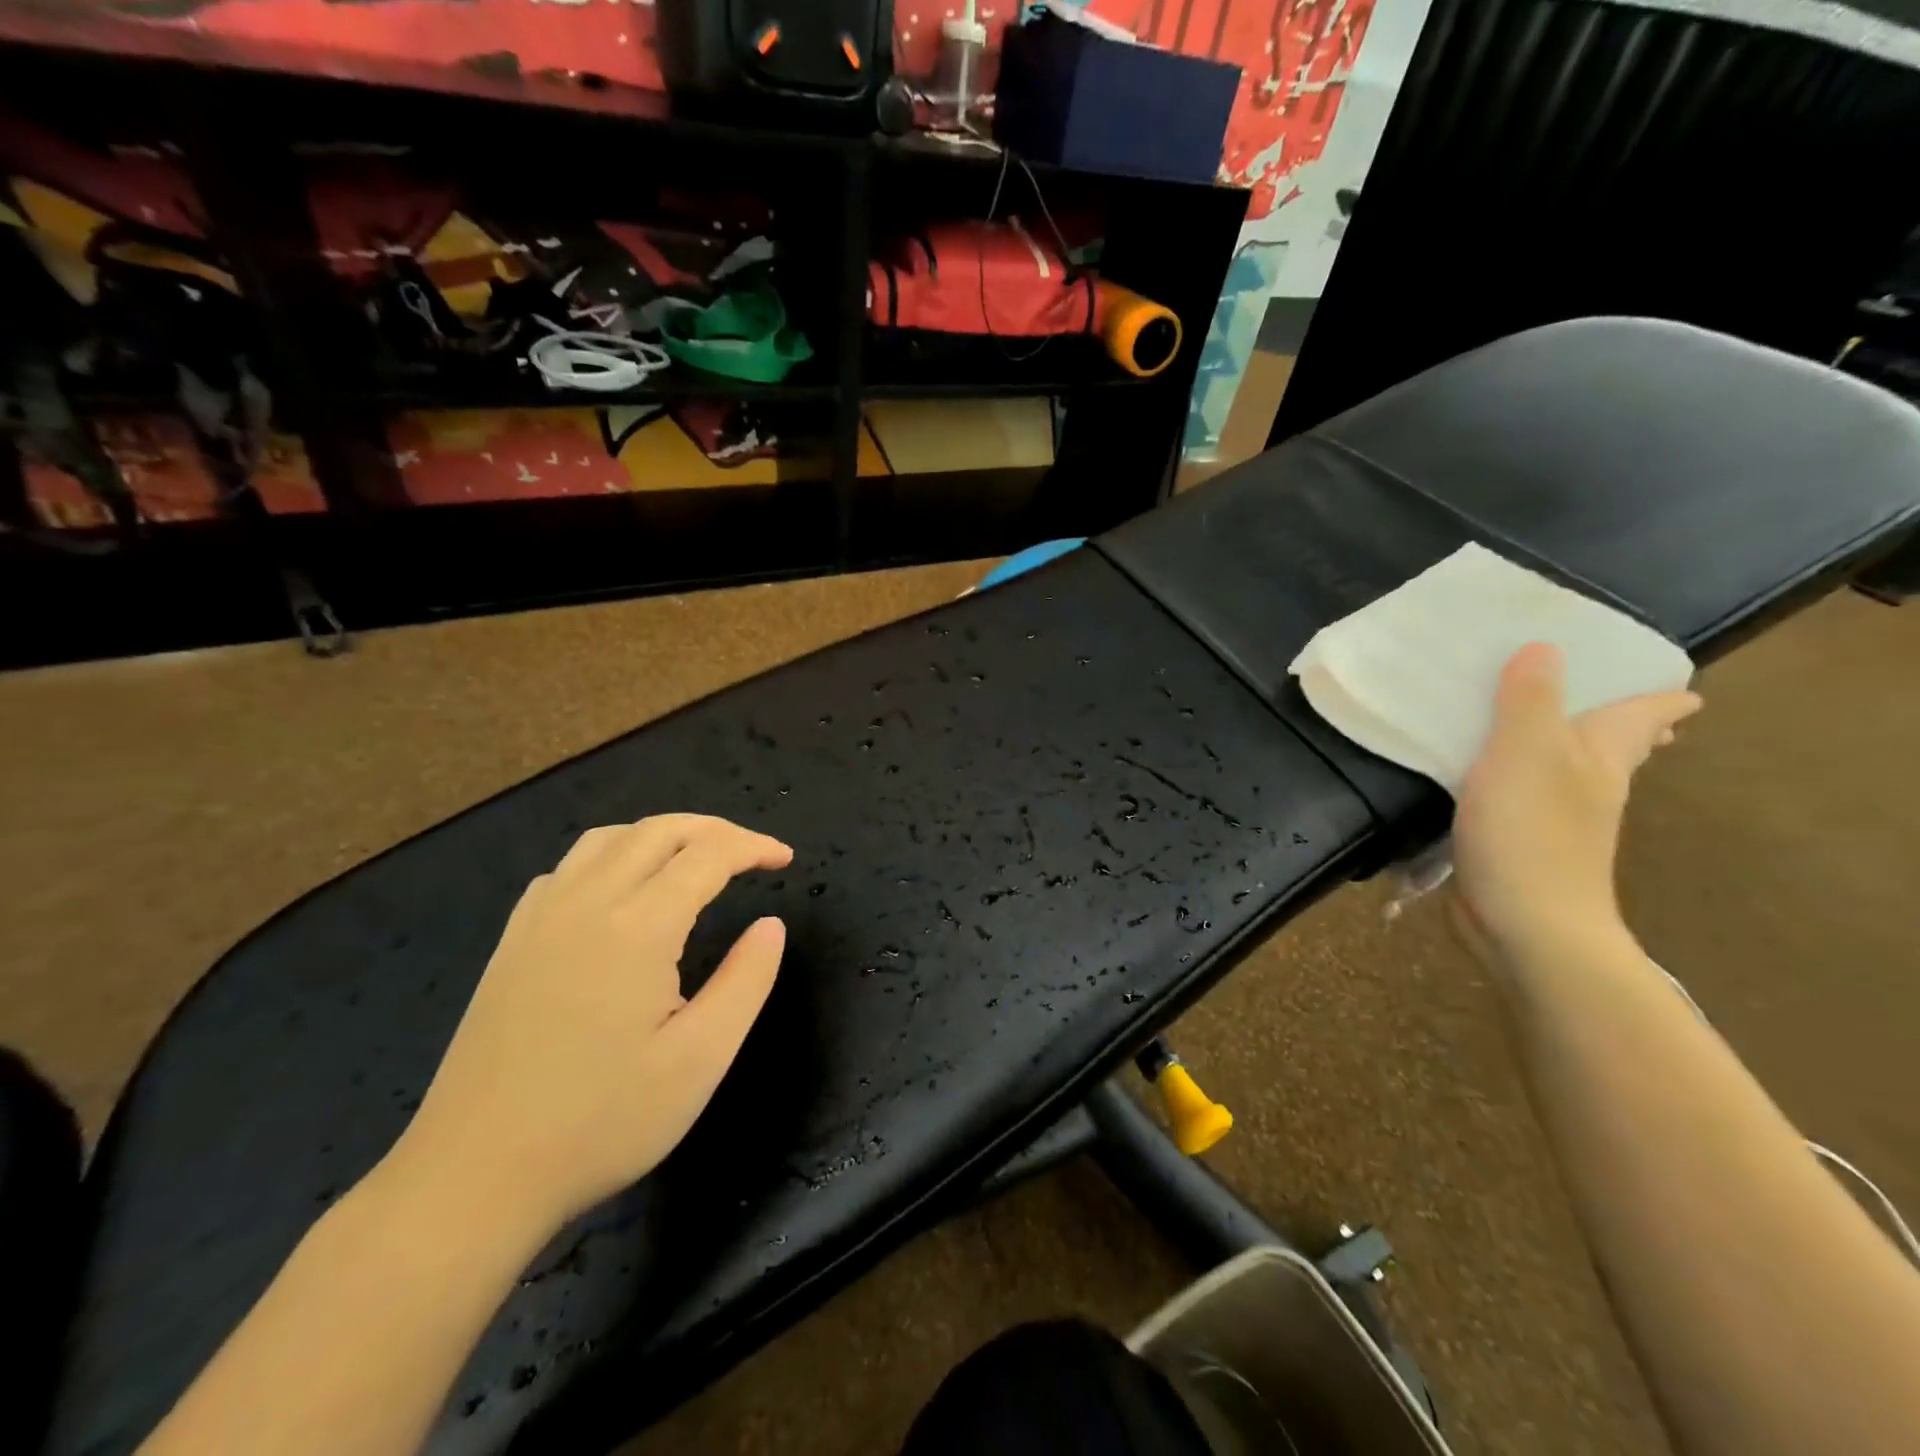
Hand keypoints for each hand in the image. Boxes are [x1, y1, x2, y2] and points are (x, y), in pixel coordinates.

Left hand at [389, 814, 791, 1231]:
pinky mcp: (512, 941)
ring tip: (694, 861)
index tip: (784, 859)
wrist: (472, 1177)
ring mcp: (540, 918)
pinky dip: (613, 856)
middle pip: (658, 830)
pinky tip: (621, 891)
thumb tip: (770, 925)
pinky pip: (568, 867)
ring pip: (609, 839)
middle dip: (714, 829)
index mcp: (638, 927)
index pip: (708, 854)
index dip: (753, 847)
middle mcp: (587, 902)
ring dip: (662, 835)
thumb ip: (746, 980)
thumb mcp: (700, 1059)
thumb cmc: (601, 1122)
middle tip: (751, 854)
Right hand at [1451, 643, 1699, 964]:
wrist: (1525, 923)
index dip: (1661, 700)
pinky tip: (1495, 785)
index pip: (1642, 719)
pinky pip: (1527, 801)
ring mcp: (1558, 824)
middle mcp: (1589, 789)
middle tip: (1639, 713)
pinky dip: (1524, 784)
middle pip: (1619, 751)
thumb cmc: (1530, 832)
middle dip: (1631, 731)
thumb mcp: (1524, 753)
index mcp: (1599, 760)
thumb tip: (1545, 647)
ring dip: (1574, 755)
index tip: (1681, 688)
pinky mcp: (1520, 847)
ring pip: (1573, 775)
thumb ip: (1529, 701)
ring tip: (1554, 738)